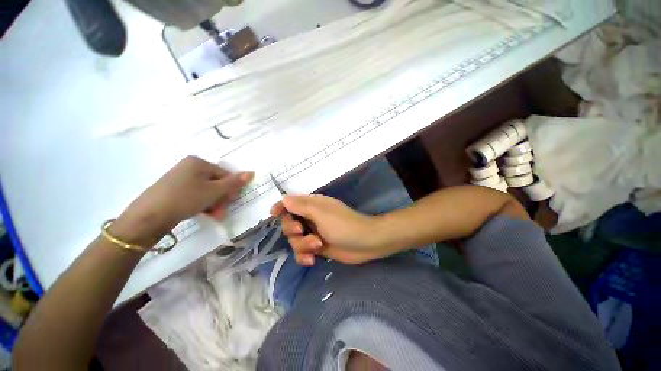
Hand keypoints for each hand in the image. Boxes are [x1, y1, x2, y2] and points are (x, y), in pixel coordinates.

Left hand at [112, 156, 253, 245]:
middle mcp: (190, 167)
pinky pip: (196, 195)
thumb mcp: (214, 191)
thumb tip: (252, 172)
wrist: (149, 216)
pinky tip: (206, 214)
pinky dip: (203, 204)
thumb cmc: (185, 198)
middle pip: (216, 182)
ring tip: (215, 215)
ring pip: (207, 190)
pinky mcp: (175, 190)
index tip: (232, 201)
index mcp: (198, 162)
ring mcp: (181, 178)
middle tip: (222, 210)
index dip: (231, 188)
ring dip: (215, 203)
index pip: (225, 174)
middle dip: (222, 198)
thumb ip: (234, 182)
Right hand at [270, 195, 388, 264]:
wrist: (365, 243)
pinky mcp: (317, 247)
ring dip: (302, 245)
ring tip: (316, 246)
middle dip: (292, 230)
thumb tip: (283, 198)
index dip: (281, 208)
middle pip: (289, 224)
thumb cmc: (343, 224)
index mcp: (312, 205)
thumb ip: (301, 206)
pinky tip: (312, 260)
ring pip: (294, 240)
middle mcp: (311, 218)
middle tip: (303, 232)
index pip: (291, 203)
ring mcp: (314, 233)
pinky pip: (302, 252)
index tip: (273, 215)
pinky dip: (304, 256)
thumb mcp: (321, 213)